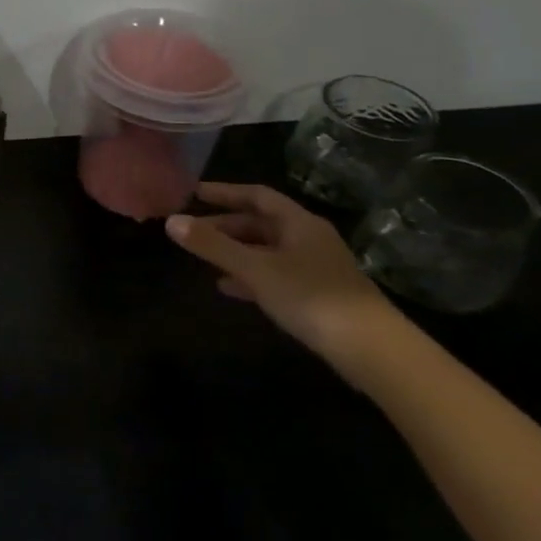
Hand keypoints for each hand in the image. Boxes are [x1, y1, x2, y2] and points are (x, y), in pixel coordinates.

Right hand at [166, 183, 404, 385]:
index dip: (225, 192)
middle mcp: (308, 238)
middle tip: (191, 230)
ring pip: (266, 250)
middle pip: (261, 223)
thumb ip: (212, 245)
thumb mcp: (254, 268)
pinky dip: (249, 275)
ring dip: (235, 251)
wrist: (370, 348)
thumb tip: (171, 221)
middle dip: (225, 225)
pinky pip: (274, 274)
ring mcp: (315, 267)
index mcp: (298, 223)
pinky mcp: (316, 294)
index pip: (257, 196)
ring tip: (203, 258)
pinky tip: (229, 287)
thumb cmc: (309, 296)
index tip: (194, 193)